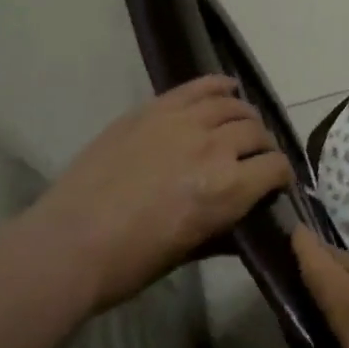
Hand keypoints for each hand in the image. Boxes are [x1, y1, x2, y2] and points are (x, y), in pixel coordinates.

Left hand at [33, 76, 291, 307]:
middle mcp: (215, 147)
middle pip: (256, 132)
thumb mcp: (191, 251)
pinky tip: (227, 89)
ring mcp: (183, 122)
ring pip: (232, 106)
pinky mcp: (155, 109)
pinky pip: (198, 87)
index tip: (275, 184)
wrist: (68, 245)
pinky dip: (218, 85)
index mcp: (228, 188)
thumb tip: (248, 218)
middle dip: (262, 146)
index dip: (280, 176)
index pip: (276, 167)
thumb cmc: (131, 262)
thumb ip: (226, 227)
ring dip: (244, 117)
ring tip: (240, 126)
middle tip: (254, 158)